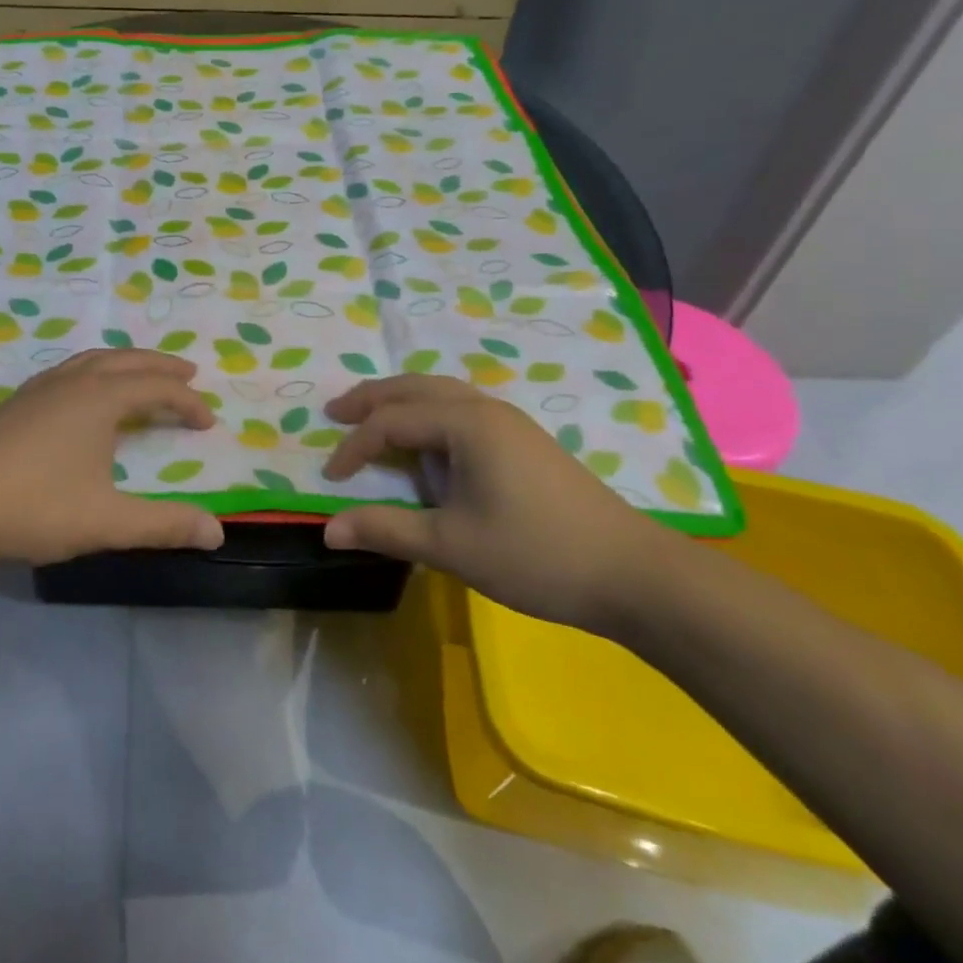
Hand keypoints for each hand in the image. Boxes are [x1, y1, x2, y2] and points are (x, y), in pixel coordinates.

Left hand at [0, 349, 224, 566]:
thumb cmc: (33, 505)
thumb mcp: (106, 521)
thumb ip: (163, 524)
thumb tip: (216, 532)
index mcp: (100, 399)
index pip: (156, 388)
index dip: (187, 402)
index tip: (208, 421)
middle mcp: (73, 382)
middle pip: (127, 360)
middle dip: (160, 366)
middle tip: (187, 374)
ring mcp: (40, 389)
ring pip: (92, 361)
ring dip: (125, 363)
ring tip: (140, 375)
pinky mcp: (16, 403)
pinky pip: (68, 372)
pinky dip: (93, 373)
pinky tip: (83, 395)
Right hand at [318, 375, 680, 630]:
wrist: (634, 575)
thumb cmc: (537, 555)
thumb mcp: (452, 545)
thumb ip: (386, 529)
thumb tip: (328, 529)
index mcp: (466, 423)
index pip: (392, 422)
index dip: (355, 447)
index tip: (330, 476)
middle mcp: (485, 408)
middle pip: (414, 388)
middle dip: (371, 398)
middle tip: (335, 412)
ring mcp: (509, 421)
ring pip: (440, 393)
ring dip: (400, 401)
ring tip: (370, 418)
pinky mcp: (524, 440)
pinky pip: (460, 408)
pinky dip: (427, 412)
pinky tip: (425, 439)